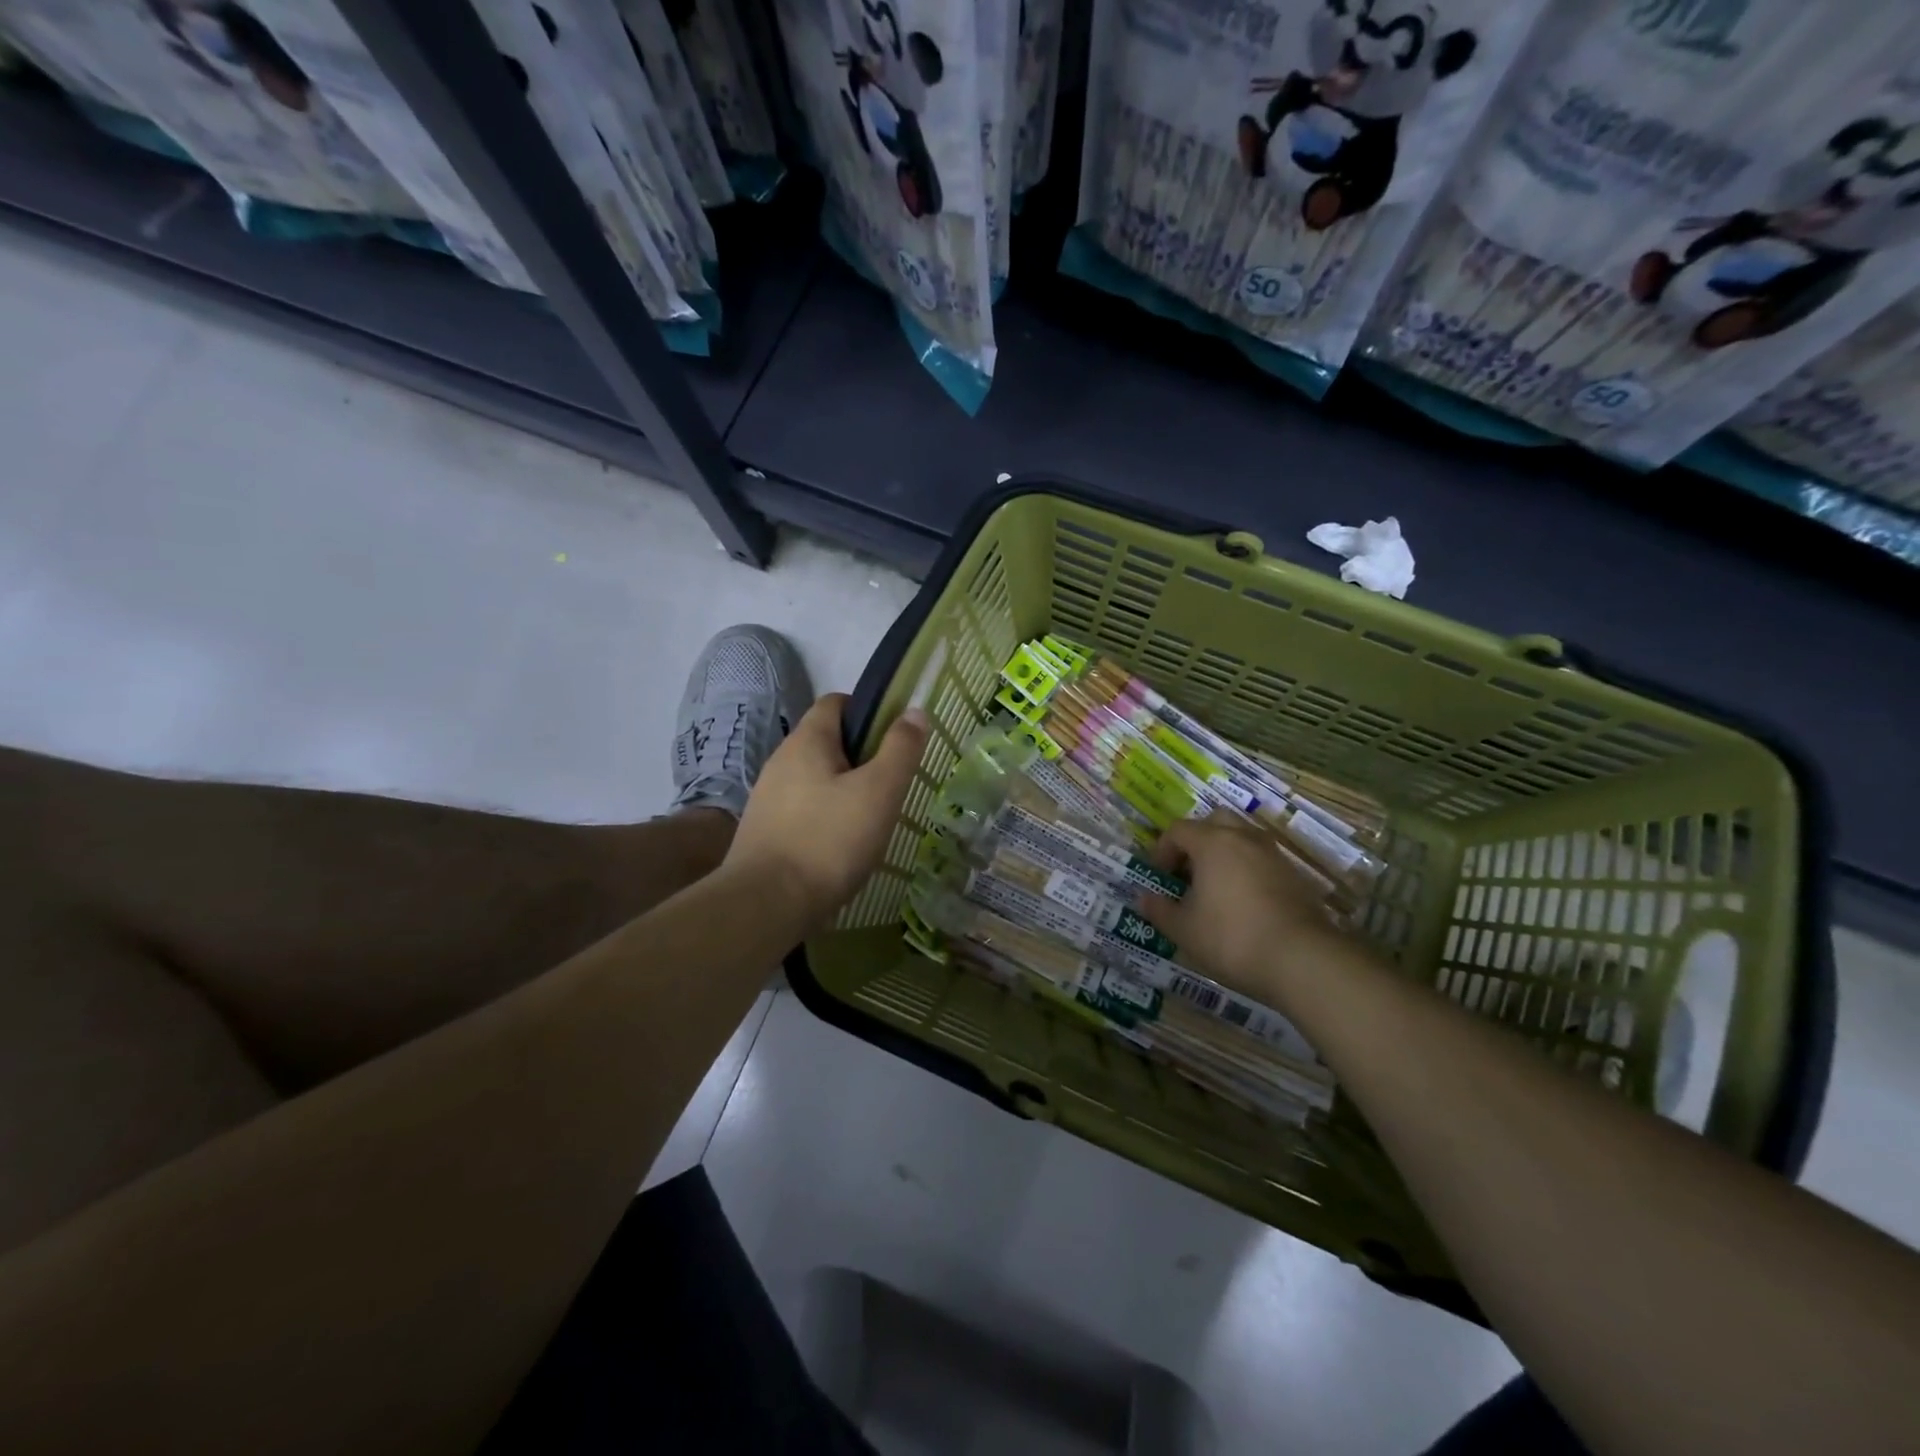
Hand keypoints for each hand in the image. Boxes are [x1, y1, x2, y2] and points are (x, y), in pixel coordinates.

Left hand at [724, 694, 928, 932]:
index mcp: (807, 741)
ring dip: (844, 791)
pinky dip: (825, 819)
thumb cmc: (829, 840)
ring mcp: (768, 797)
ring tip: (871, 821)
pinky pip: (803, 811)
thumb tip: (915, 712)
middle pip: (827, 743)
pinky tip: (842, 848)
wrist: (765, 904)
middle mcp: (781, 761)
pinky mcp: (764, 831)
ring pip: (816, 780)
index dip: (868, 711)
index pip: (836, 703)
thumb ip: (900, 749)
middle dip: (862, 758)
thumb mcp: (879, 792)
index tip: (895, 739)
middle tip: (891, 786)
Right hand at [1134, 811, 1344, 1005]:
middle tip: (1187, 870)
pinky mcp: (1295, 876)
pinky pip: (1262, 860)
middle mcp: (1244, 838)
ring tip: (1215, 886)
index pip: (1178, 830)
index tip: (1159, 876)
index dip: (1162, 850)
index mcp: (1212, 843)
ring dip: (1224, 853)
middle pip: (1215, 821)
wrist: (1302, 959)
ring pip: (1242, 838)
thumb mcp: (1183, 930)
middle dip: (1196, 840)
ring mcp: (1273, 855)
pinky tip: (1243, 902)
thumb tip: (1144, 898)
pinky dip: (1247, 870)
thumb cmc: (1231, 938)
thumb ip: (1160, 910)